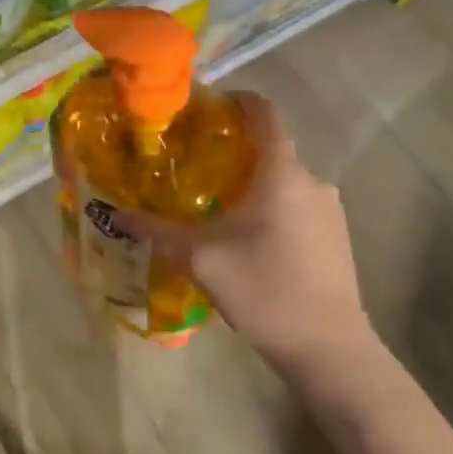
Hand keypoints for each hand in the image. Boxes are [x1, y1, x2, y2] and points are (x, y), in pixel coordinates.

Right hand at [115, 93, 375, 388]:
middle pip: (271, 145)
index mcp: (282, 172)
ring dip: (252, 178)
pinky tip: (246, 233)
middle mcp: (312, 180)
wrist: (332, 353)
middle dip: (234, 145)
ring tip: (213, 198)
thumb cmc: (265, 290)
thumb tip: (116, 213)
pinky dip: (270, 202)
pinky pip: (297, 202)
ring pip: (283, 177)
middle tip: (193, 158)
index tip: (203, 107)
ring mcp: (329, 210)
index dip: (235, 100)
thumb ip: (157, 230)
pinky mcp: (336, 236)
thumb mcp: (200, 258)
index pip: (264, 112)